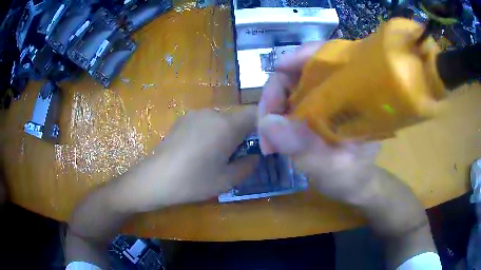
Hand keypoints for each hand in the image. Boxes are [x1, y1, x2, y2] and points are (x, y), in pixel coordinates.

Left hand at [118, 106, 258, 211]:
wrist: (155, 179)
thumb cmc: (193, 181)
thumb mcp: (227, 180)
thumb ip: (248, 165)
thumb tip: (255, 156)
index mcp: (226, 125)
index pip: (255, 113)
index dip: (264, 124)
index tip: (264, 141)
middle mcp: (212, 113)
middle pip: (237, 116)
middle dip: (244, 131)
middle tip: (242, 153)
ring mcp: (195, 114)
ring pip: (221, 118)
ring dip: (227, 132)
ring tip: (219, 153)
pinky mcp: (183, 119)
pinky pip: (206, 121)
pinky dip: (212, 131)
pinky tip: (201, 150)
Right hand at [257, 42, 380, 203]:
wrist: (354, 186)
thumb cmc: (350, 176)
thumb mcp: (330, 165)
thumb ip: (304, 146)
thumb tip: (267, 123)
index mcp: (353, 95)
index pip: (327, 58)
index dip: (300, 57)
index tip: (278, 71)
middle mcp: (338, 92)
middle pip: (299, 73)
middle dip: (276, 95)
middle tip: (265, 126)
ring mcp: (324, 100)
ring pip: (290, 89)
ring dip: (273, 109)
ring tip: (267, 138)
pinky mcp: (314, 111)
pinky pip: (290, 103)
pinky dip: (277, 116)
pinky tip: (273, 134)